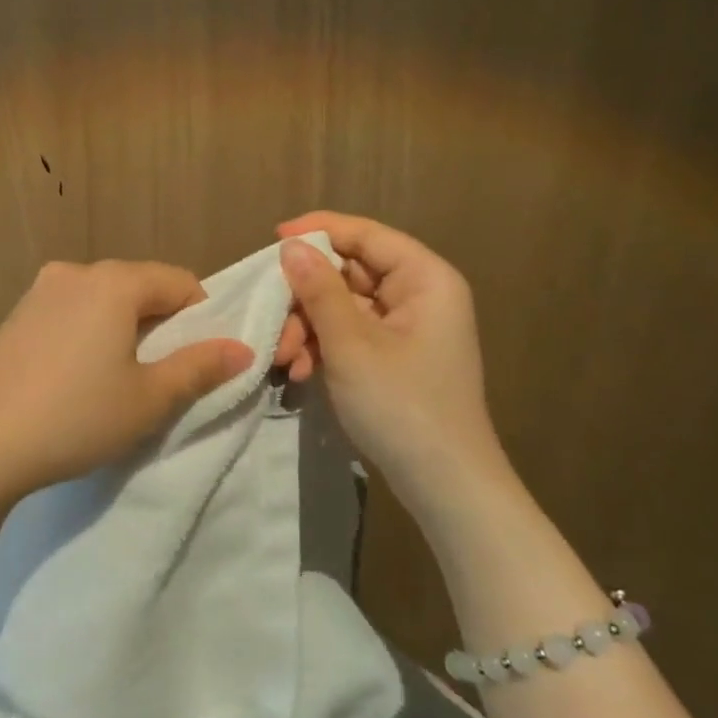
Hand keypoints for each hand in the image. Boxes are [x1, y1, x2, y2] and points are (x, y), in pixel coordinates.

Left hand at [0, 260, 254, 513]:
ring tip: (120, 379)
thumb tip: (241, 349)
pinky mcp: (13, 316)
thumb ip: (199, 368)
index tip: (201, 359)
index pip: (179, 281)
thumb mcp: (148, 399)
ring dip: (123, 329)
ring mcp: (38, 292)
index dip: (202, 316)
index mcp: (114, 282)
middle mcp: (75, 273)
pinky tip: (76, 378)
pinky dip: (88, 334)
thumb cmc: (73, 416)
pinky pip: (70, 313)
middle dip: (161, 324)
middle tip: (164, 374)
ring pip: (102, 300)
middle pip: (139, 287)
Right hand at [275, 211, 511, 502]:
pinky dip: (323, 347)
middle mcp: (418, 294)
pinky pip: (350, 334)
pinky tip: (302, 372)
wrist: (445, 486)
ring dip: (308, 327)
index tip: (273, 238)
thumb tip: (291, 246)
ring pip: (343, 306)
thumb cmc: (402, 405)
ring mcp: (406, 328)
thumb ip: (319, 289)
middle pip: (349, 272)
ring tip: (285, 359)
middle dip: (305, 297)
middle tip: (272, 322)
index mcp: (424, 278)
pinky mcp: (394, 356)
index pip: (366, 235)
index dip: (319, 231)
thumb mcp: (351, 344)